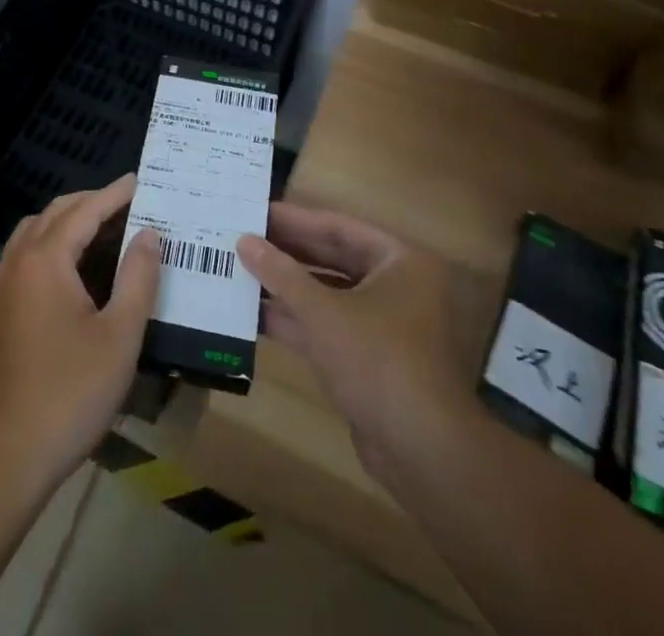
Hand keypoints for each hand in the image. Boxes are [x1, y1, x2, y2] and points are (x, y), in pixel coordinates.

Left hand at [0, 175, 160, 496]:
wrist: (2, 456)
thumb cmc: (68, 393)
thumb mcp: (119, 336)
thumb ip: (137, 278)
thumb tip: (148, 234)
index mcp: (46, 259)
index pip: (85, 210)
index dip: (115, 194)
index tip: (141, 180)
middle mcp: (19, 261)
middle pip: (56, 213)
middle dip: (92, 202)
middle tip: (129, 205)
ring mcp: (3, 285)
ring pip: (36, 232)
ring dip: (69, 221)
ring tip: (106, 231)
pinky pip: (27, 255)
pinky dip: (53, 244)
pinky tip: (76, 270)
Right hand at [238, 204, 473, 482]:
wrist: (423, 452)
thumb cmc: (378, 361)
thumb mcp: (324, 312)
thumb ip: (282, 274)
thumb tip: (244, 241)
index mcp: (398, 261)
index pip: (337, 227)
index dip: (294, 220)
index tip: (255, 212)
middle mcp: (395, 286)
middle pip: (332, 259)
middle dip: (287, 254)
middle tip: (242, 240)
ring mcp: (383, 325)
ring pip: (327, 295)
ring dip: (287, 289)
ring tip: (240, 273)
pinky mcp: (369, 360)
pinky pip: (328, 327)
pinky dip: (296, 322)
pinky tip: (255, 316)